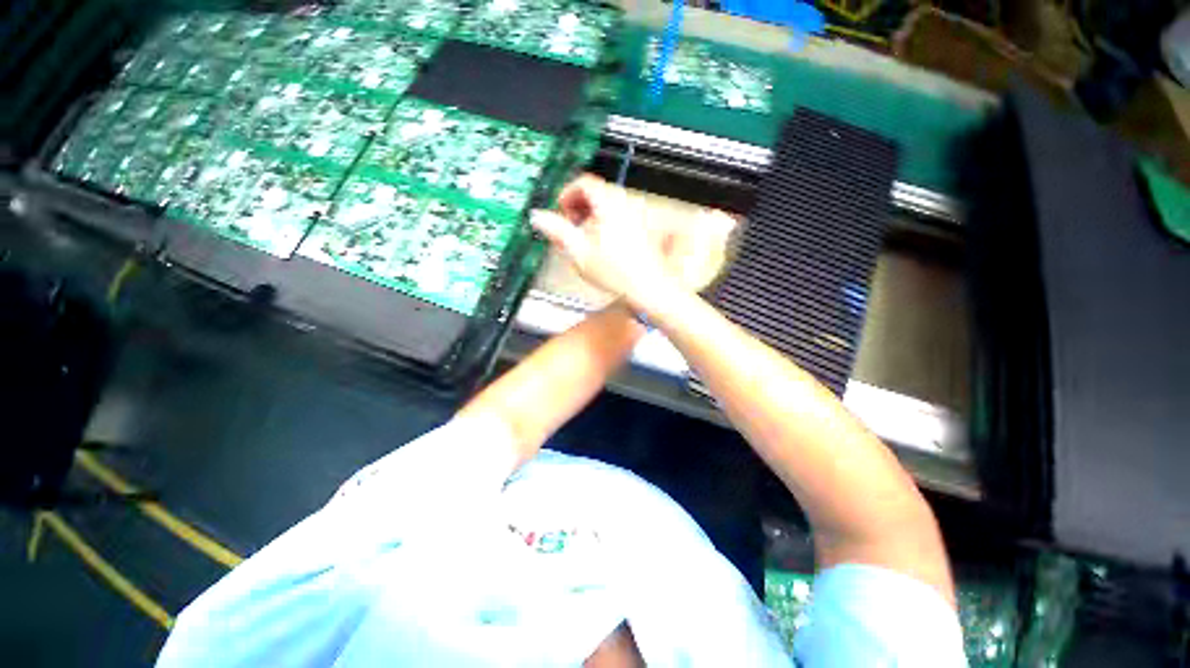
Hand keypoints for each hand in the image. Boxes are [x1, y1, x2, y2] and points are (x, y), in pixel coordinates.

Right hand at [531, 175, 735, 306]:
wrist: (647, 288)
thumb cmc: (617, 273)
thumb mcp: (579, 252)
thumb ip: (557, 231)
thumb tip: (539, 218)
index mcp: (609, 204)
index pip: (584, 183)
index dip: (567, 194)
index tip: (561, 210)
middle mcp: (626, 204)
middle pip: (597, 191)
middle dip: (579, 206)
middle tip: (570, 225)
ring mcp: (637, 215)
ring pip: (608, 204)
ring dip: (592, 215)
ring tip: (585, 237)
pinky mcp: (642, 228)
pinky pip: (620, 215)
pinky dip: (606, 222)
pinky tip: (601, 243)